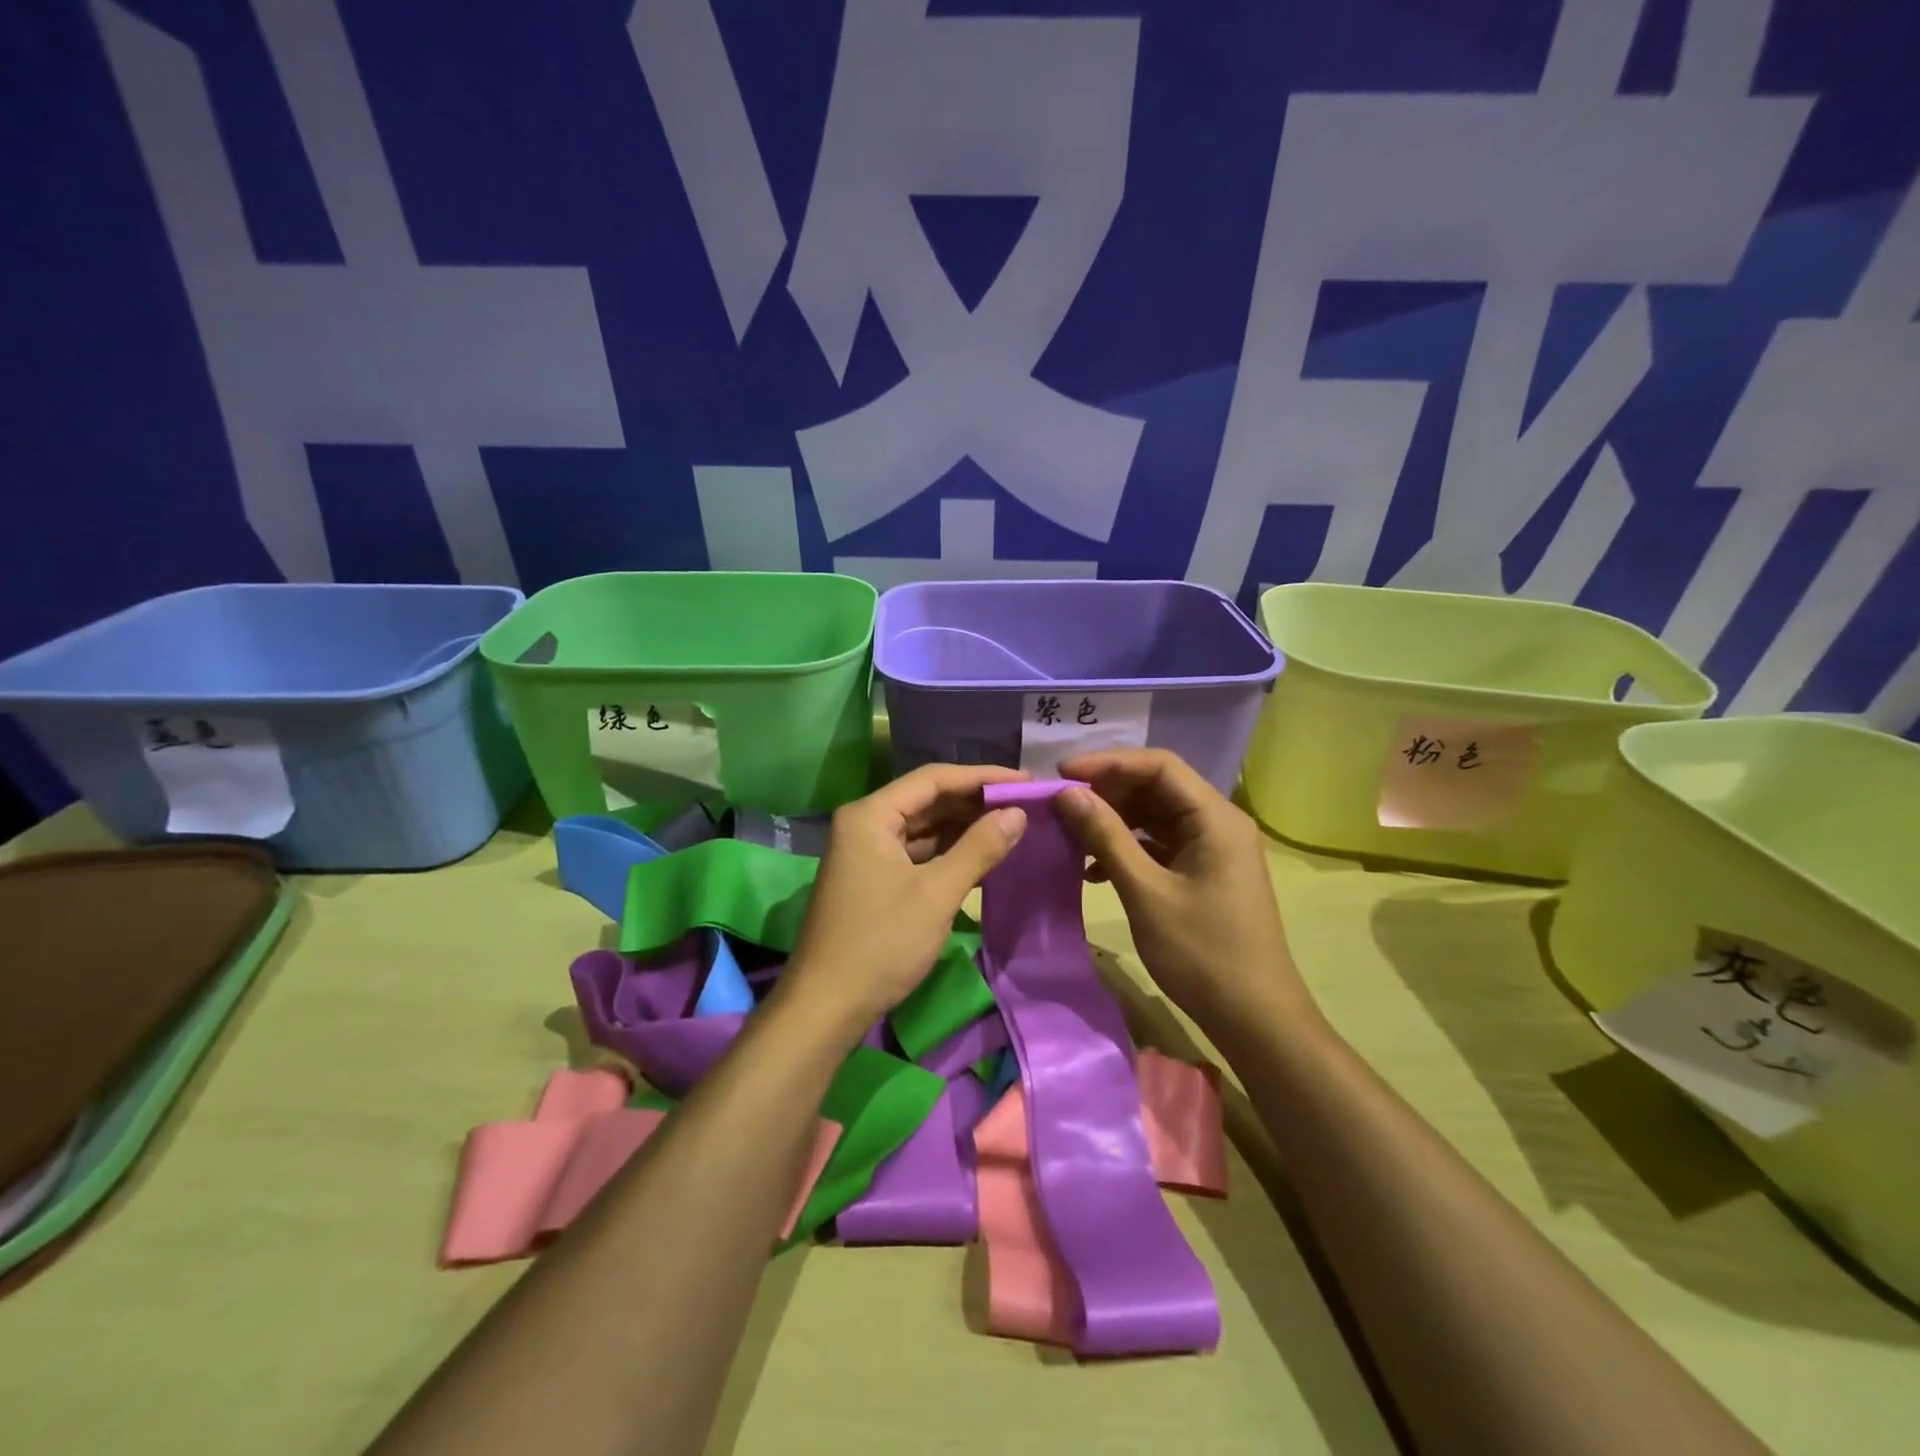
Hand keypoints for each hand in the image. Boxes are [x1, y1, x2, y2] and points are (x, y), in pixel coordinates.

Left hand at [781, 764, 1029, 1028]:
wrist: (826, 1006)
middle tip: (1022, 804)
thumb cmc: (881, 943)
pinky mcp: (872, 878)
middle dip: (974, 801)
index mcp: (870, 815)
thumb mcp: (936, 894)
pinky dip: (946, 851)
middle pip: (926, 799)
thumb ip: (979, 848)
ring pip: (922, 826)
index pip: (933, 779)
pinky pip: (915, 851)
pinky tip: (979, 853)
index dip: (982, 776)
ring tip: (1010, 824)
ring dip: (962, 826)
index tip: (1025, 781)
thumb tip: (1017, 813)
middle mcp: (864, 824)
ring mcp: (865, 852)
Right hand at [1055, 749, 1312, 1031]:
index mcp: (1215, 818)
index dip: (1108, 762)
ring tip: (1071, 834)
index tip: (1063, 774)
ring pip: (1156, 816)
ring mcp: (1213, 849)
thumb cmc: (1202, 953)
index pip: (1159, 765)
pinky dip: (1128, 848)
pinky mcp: (1204, 873)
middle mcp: (1218, 823)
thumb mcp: (1146, 892)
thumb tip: (1068, 794)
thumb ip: (1107, 837)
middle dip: (1108, 791)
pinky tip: (1094, 870)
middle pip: (1157, 787)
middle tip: (1062, 805)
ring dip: (1114, 821)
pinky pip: (1161, 845)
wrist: (1255, 1018)